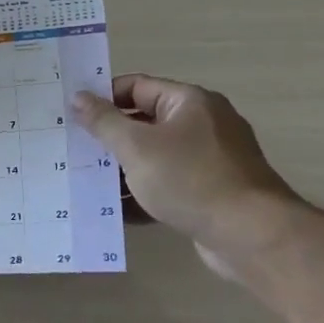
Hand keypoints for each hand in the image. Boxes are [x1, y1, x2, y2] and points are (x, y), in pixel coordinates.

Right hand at [72, 76, 302, 274]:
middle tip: (74, 150)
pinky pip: (168, 186)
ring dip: (123, 170)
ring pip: (154, 157)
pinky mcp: (211, 193)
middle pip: (144, 122)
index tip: (72, 116)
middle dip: (110, 138)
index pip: (136, 87)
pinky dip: (144, 194)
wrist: (250, 235)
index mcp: (188, 102)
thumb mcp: (136, 146)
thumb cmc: (190, 179)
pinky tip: (116, 211)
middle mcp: (203, 124)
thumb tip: (78, 97)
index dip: (103, 98)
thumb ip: (104, 121)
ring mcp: (210, 160)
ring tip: (87, 183)